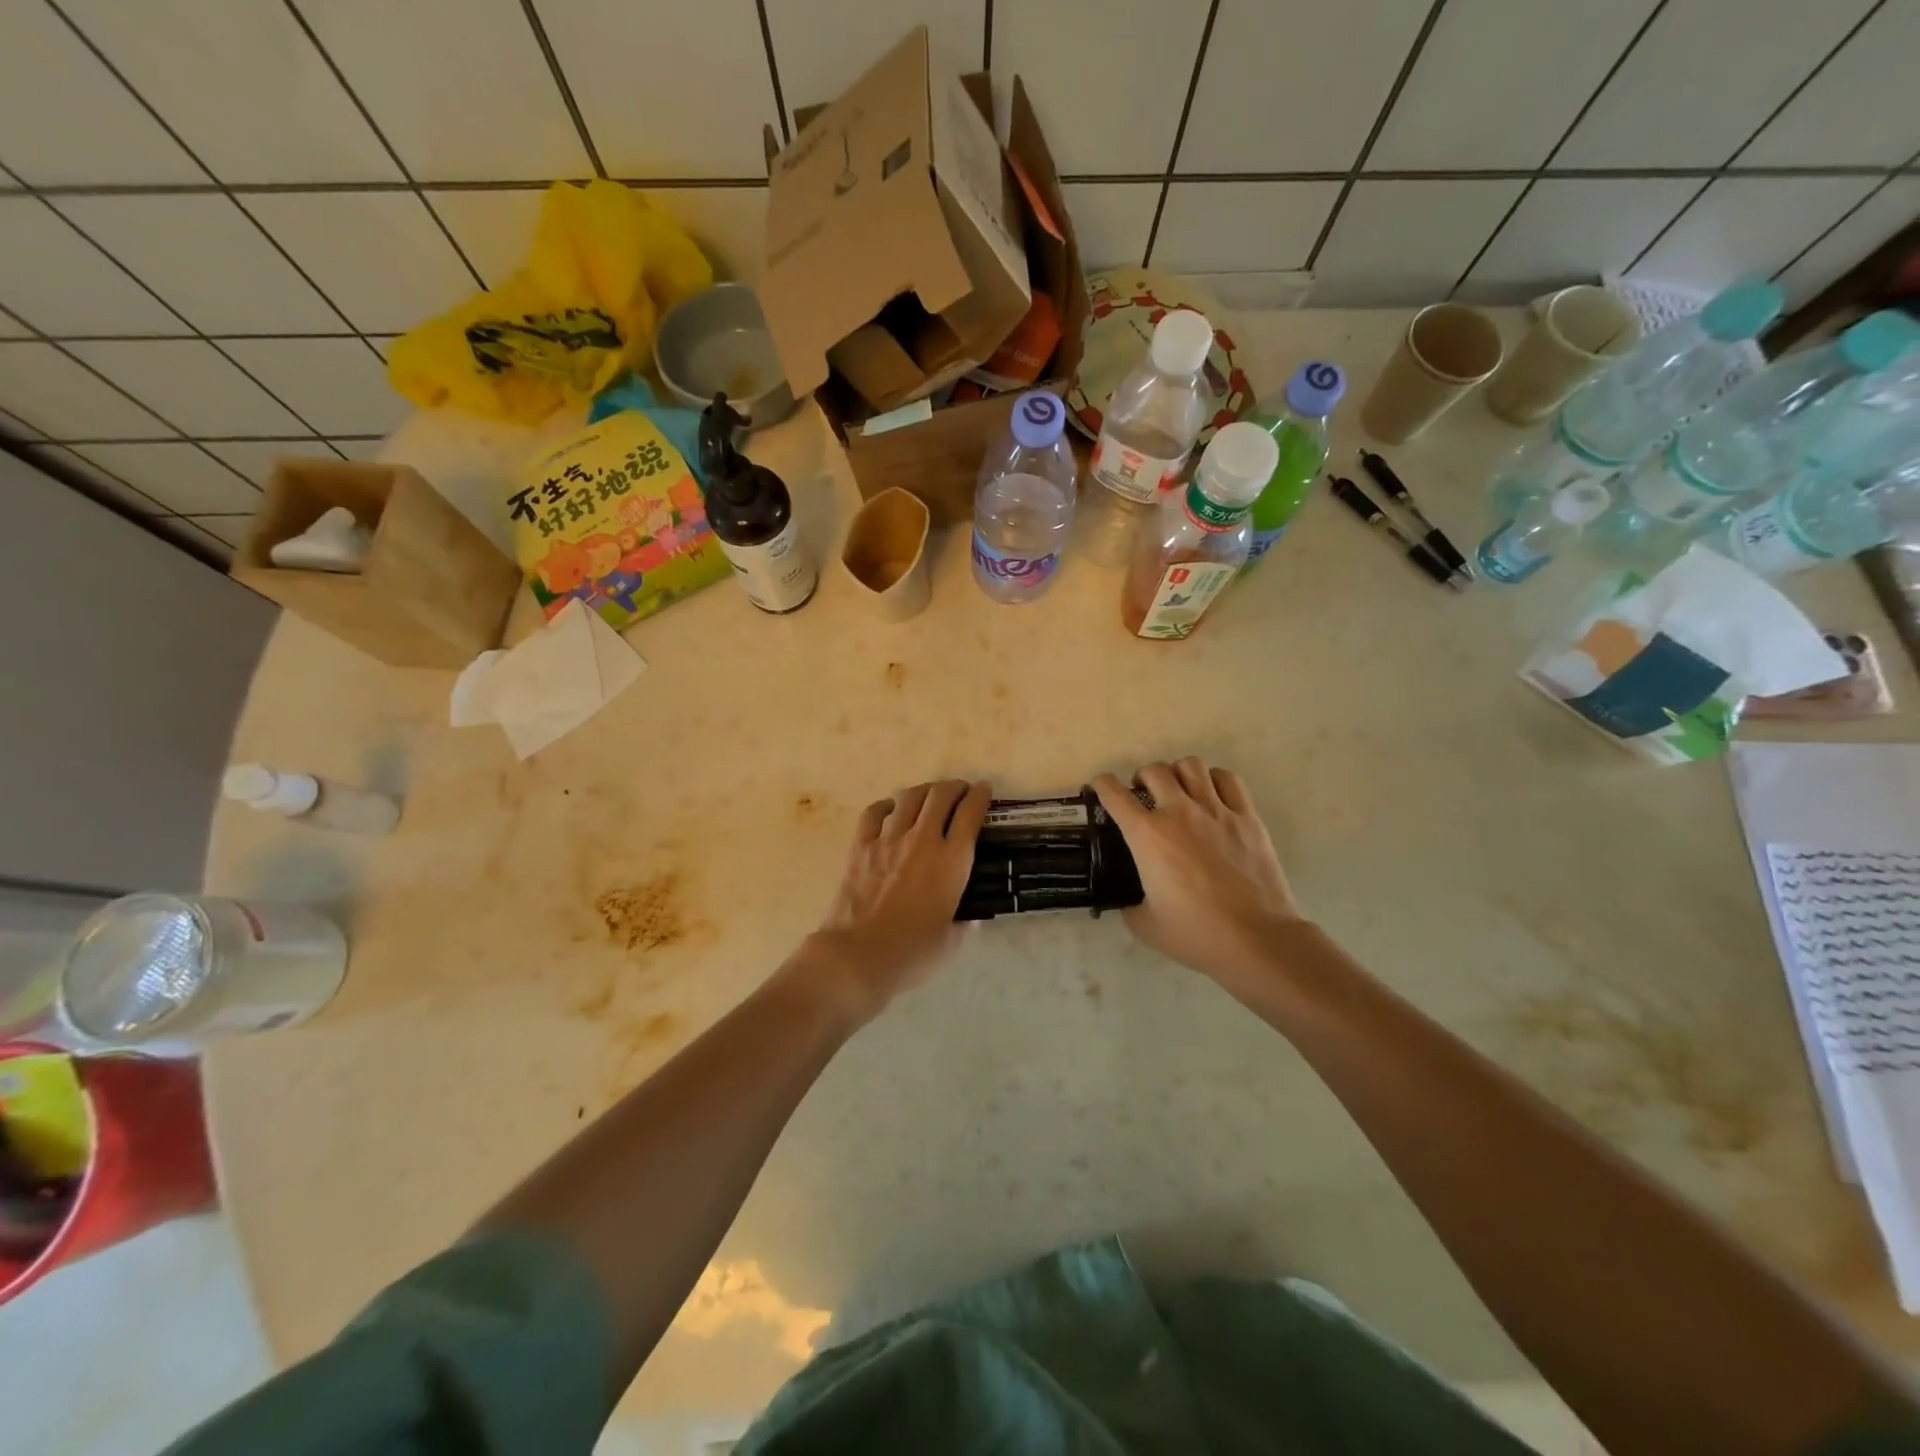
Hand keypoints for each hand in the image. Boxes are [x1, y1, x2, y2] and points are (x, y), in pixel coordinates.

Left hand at [799, 779, 990, 1020]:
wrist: (858, 955)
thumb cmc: (911, 953)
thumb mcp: (951, 941)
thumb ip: (964, 925)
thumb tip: (971, 919)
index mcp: (952, 861)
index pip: (970, 814)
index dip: (980, 796)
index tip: (984, 790)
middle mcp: (923, 840)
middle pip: (940, 796)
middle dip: (954, 787)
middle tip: (959, 790)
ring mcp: (888, 839)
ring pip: (909, 797)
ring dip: (924, 791)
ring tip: (929, 796)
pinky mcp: (861, 846)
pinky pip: (874, 813)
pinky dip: (886, 806)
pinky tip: (890, 810)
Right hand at [1092, 759, 1302, 989]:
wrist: (1255, 939)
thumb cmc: (1195, 933)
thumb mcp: (1145, 924)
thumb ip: (1129, 904)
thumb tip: (1128, 899)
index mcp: (1147, 836)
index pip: (1114, 793)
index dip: (1101, 785)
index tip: (1099, 788)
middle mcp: (1179, 812)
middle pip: (1154, 770)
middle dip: (1142, 777)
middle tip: (1143, 795)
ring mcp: (1216, 811)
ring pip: (1191, 765)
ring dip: (1178, 773)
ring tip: (1178, 789)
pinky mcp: (1247, 817)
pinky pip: (1228, 780)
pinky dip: (1214, 780)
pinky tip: (1212, 794)